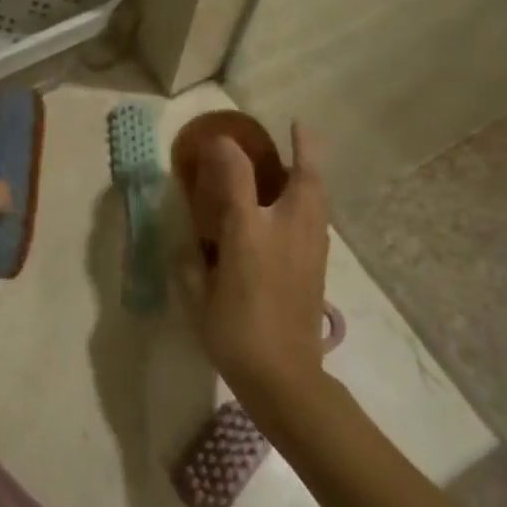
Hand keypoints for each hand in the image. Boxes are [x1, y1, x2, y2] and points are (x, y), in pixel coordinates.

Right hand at [177, 124, 331, 399]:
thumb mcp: (197, 298)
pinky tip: (299, 206)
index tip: (215, 139)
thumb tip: (187, 247)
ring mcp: (309, 248)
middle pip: (305, 178)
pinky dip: (313, 200)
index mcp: (249, 234)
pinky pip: (319, 219)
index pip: (238, 176)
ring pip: (319, 198)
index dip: (226, 151)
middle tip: (300, 128)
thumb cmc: (234, 335)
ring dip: (313, 172)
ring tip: (302, 159)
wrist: (286, 378)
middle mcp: (285, 231)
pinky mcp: (320, 266)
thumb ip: (190, 266)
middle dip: (304, 149)